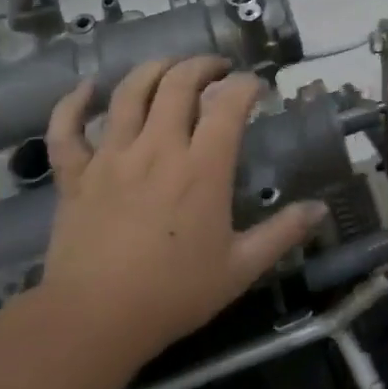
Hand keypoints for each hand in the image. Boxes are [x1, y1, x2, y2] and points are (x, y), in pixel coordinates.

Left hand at [41, 57, 326, 362]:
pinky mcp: (75, 175)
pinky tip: (87, 89)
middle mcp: (158, 148)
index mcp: (202, 167)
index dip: (246, 85)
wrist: (94, 322)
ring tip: (169, 67)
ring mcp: (111, 157)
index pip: (229, 103)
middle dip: (202, 66)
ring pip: (129, 93)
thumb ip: (283, 233)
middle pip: (178, 83)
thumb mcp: (241, 267)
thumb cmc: (174, 294)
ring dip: (152, 70)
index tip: (257, 88)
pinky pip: (67, 129)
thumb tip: (320, 208)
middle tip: (217, 69)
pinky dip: (73, 103)